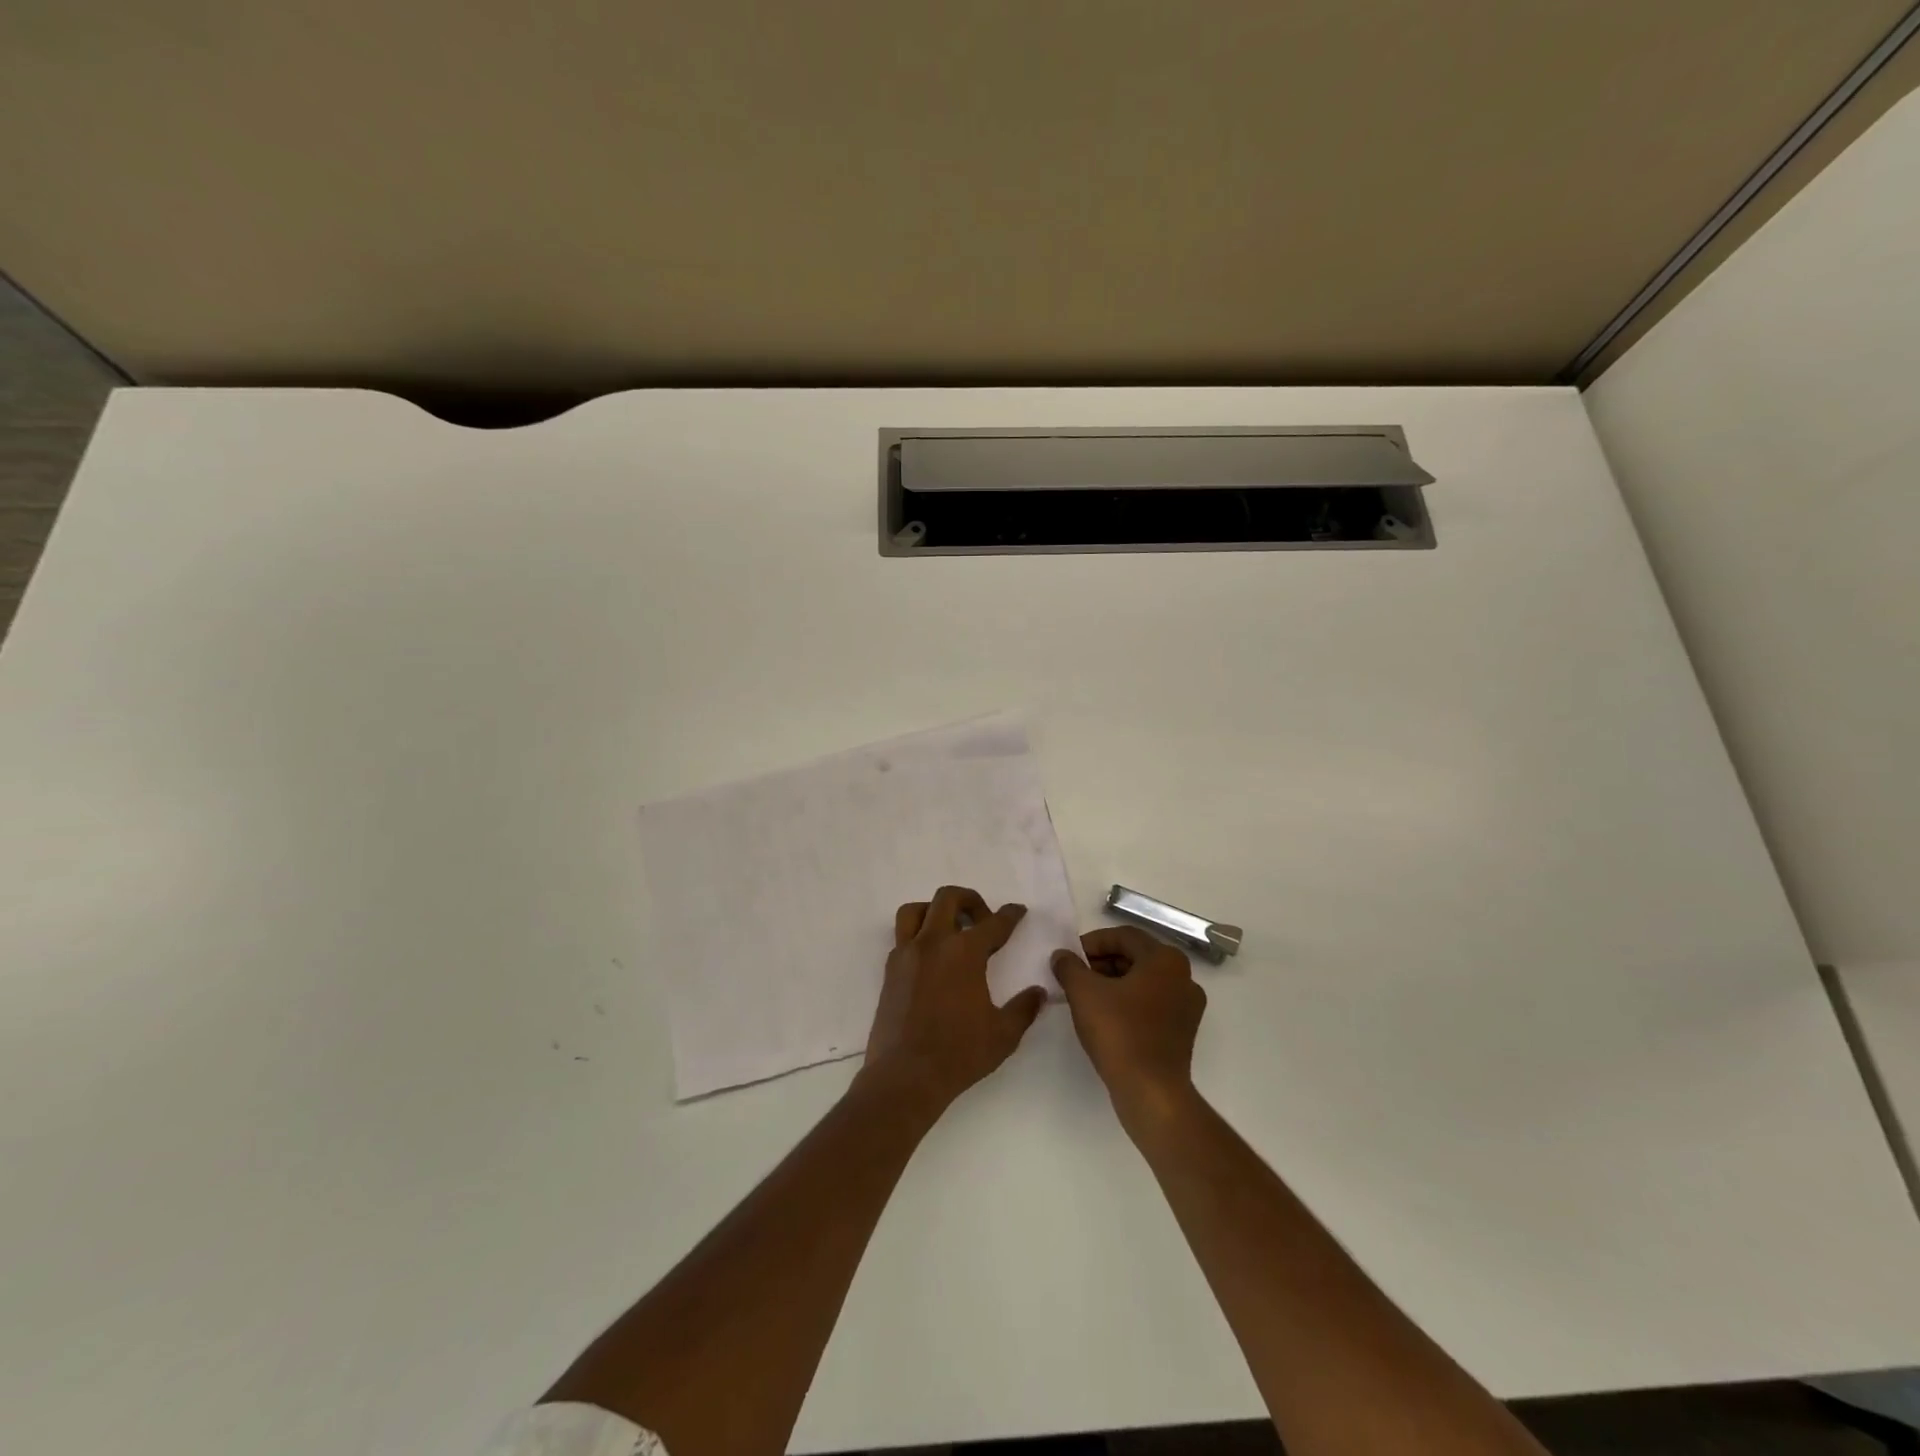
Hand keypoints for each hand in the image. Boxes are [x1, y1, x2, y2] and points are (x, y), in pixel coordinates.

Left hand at [862, 885, 1048, 1114]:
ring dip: (935, 911)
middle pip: (948, 898)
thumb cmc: (959, 1053)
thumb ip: (1024, 1008)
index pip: (993, 923)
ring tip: (950, 929)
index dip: (1010, 915)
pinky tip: (932, 958)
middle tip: (983, 920)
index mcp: (964, 952)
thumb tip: (1039, 992)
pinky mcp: (890, 970)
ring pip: (916, 910)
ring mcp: (907, 954)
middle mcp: (933, 943)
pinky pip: (902, 937)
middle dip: (970, 900)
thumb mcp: (1003, 1034)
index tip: (1017, 911)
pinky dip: (918, 935)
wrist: (905, 1076)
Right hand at [1051, 927, 1205, 1134]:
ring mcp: (1187, 1005)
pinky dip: (1128, 1002)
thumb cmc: (1119, 1032)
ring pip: (1143, 980)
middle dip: (1101, 962)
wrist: (1151, 1091)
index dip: (1092, 942)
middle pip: (1135, 956)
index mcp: (1165, 959)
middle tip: (1075, 976)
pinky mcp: (1183, 1030)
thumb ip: (1069, 966)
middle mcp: (1184, 976)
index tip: (1069, 958)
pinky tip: (1105, 1017)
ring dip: (1113, 982)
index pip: (1123, 936)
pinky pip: (1151, 1003)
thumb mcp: (1083, 992)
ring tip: (1085, 997)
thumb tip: (1062, 956)